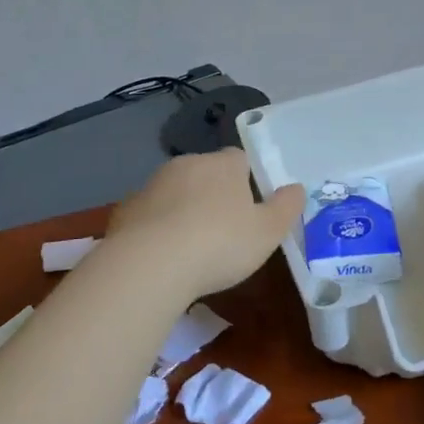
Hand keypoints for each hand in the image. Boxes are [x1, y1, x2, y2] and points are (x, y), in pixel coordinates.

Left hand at [106, 149, 304, 301]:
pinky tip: (163, 256)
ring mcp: (152, 185)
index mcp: (223, 164)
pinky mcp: (127, 209)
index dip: (247, 180)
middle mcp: (187, 164)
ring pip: (176, 191)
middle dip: (214, 194)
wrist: (150, 264)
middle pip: (206, 172)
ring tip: (192, 247)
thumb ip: (286, 207)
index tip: (250, 208)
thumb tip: (296, 188)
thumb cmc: (220, 244)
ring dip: (184, 209)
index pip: (239, 159)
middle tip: (224, 231)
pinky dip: (158, 228)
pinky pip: (150, 214)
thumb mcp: (267, 232)